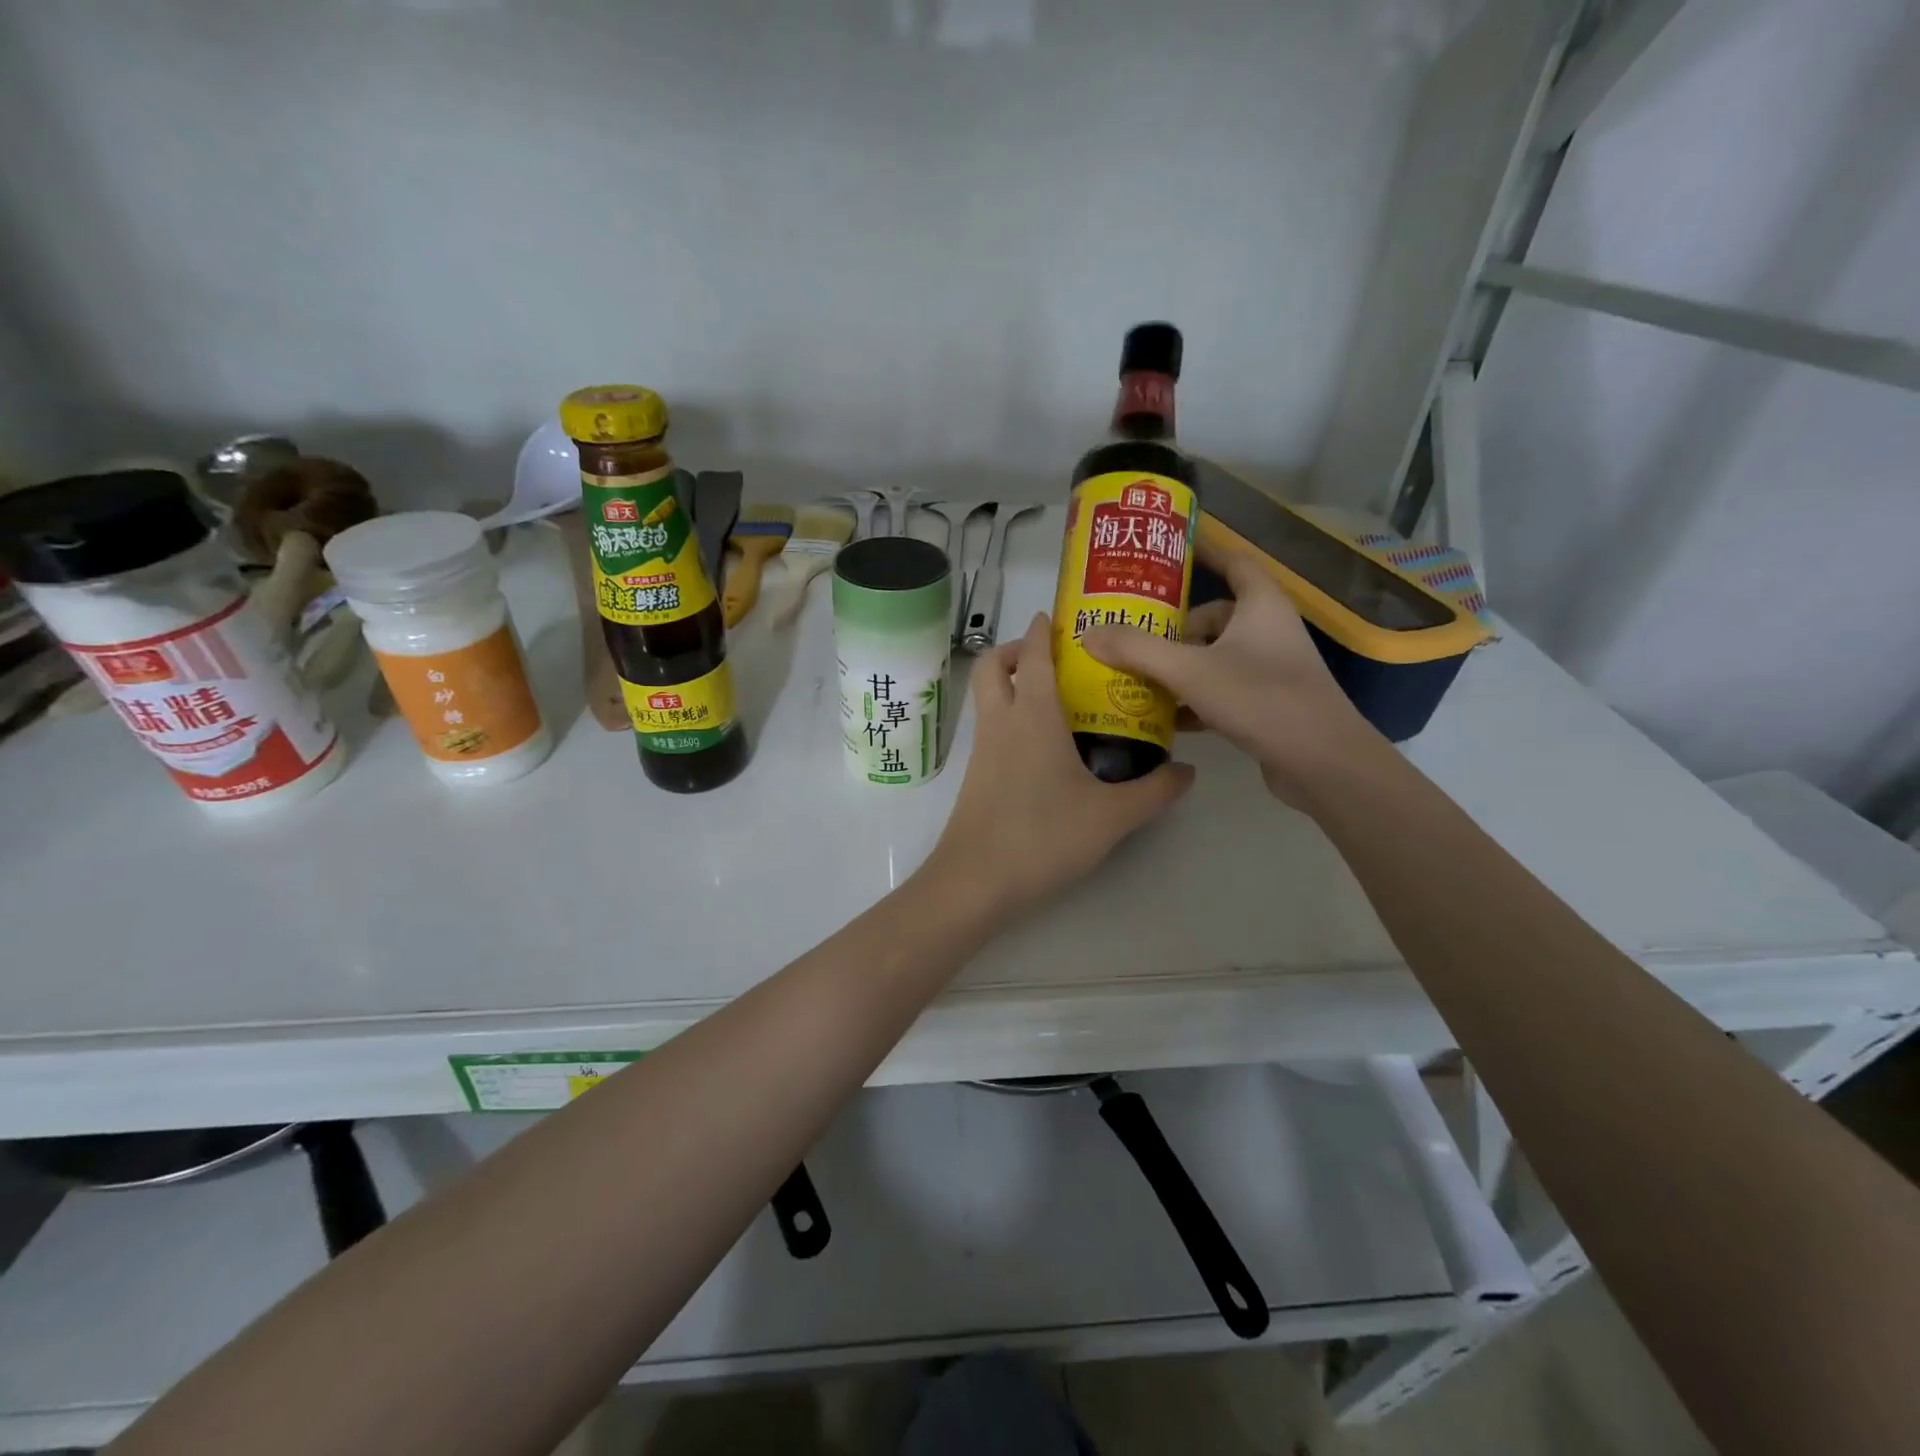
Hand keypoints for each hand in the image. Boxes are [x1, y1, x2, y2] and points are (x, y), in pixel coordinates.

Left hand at [926, 613, 1193, 920]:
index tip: (1058, 618)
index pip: (1031, 655)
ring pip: (987, 697)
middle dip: (1015, 650)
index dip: (1041, 631)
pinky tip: (1044, 748)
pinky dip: (1010, 718)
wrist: (975, 881)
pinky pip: (990, 728)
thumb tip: (1188, 772)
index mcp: (1032, 715)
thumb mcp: (1111, 816)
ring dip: (1011, 684)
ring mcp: (982, 750)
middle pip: (992, 666)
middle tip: (1055, 660)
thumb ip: (1154, 791)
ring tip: (1058, 701)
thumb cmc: (1043, 837)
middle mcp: (1001, 722)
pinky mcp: (975, 776)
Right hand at [1082, 544, 1379, 805]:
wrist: (1321, 763)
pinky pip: (1220, 689)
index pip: (1231, 562)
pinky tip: (1163, 717)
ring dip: (1178, 666)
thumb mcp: (1190, 671)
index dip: (1202, 552)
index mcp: (1260, 605)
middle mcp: (1268, 630)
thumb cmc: (1260, 699)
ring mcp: (1269, 669)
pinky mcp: (1266, 704)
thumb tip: (1088, 633)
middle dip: (1173, 626)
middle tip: (1131, 634)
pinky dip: (1193, 698)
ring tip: (1135, 675)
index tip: (1165, 552)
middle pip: (1213, 616)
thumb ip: (1137, 650)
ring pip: (1214, 656)